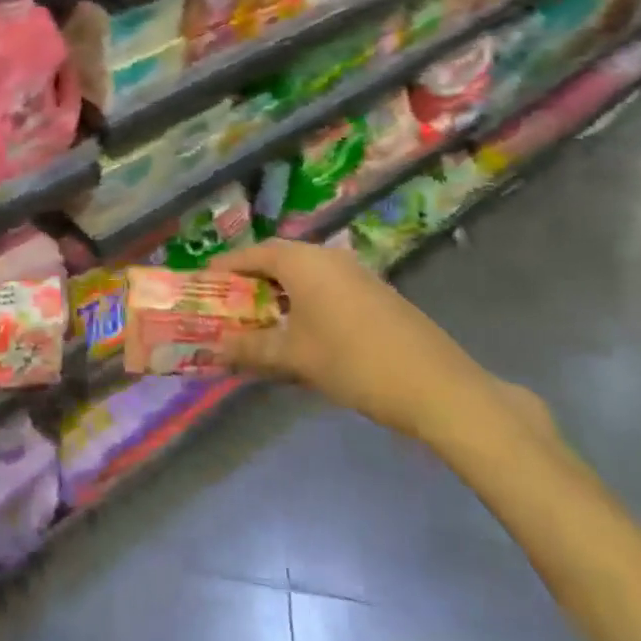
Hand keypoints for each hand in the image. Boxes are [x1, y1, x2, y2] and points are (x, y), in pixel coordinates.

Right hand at [210, 239, 500, 441]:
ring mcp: (355, 273)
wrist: (437, 386)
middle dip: (251, 283)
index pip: (253, 253)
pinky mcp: (375, 294)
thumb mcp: (295, 358)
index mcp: (303, 261)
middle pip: (278, 261)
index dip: (226, 268)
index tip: (203, 284)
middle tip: (229, 307)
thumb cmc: (353, 362)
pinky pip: (326, 288)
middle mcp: (328, 257)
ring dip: (279, 295)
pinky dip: (305, 303)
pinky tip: (303, 335)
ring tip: (260, 324)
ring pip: (304, 276)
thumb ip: (251, 348)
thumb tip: (216, 348)